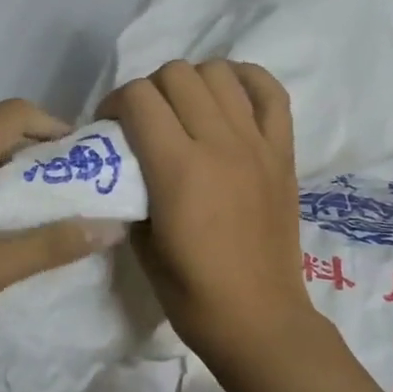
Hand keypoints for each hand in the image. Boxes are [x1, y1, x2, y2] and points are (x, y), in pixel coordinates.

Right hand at [98, 60, 316, 370]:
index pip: (138, 97)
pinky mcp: (283, 152)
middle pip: (176, 74)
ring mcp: (256, 144)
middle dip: (148, 90)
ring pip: (219, 73)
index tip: (109, 128)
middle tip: (144, 121)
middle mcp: (219, 144)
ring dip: (192, 83)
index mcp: (178, 169)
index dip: (113, 104)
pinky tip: (228, 96)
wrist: (257, 318)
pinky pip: (272, 93)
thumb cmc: (190, 292)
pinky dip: (247, 81)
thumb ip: (130, 191)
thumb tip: (125, 164)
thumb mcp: (139, 243)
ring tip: (184, 110)